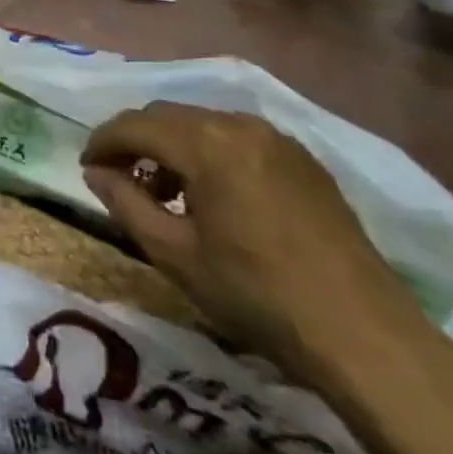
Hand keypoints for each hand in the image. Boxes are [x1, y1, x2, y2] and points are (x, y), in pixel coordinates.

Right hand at [82, 104, 425, 378]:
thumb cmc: (258, 296)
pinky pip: (237, 139)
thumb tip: (96, 173)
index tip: (87, 168)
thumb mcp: (176, 255)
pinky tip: (213, 198)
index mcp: (206, 142)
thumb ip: (126, 204)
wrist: (365, 337)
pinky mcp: (303, 160)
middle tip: (120, 180)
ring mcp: (277, 139)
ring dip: (173, 148)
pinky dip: (209, 154)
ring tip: (166, 195)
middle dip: (136, 141)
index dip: (103, 142)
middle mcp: (239, 124)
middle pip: (167, 116)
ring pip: (202, 124)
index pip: (135, 124)